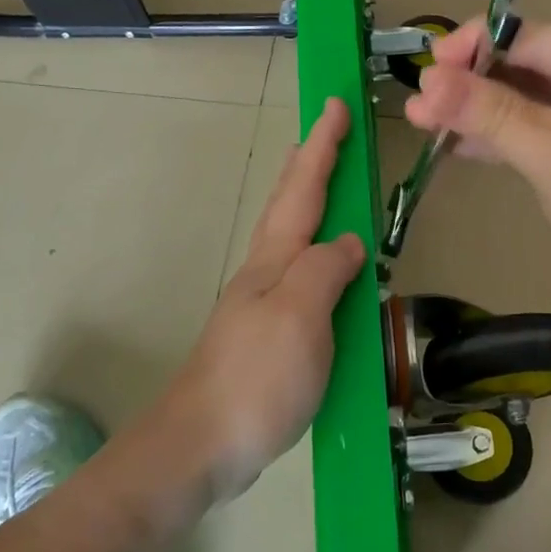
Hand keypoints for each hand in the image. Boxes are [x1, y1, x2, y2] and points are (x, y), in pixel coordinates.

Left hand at [157, 99, 366, 501]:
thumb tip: (349, 243)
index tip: (336, 105)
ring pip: (291, 238)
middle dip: (309, 164)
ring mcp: (263, 305)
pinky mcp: (268, 338)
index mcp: (275, 260)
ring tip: (326, 186)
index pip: (304, 189)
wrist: (201, 446)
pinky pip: (300, 277)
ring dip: (308, 202)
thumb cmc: (254, 378)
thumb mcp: (299, 316)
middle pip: (289, 205)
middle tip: (324, 133)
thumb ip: (326, 270)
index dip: (322, 146)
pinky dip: (315, 254)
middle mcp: (266, 273)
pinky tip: (323, 269)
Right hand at [404, 21, 550, 313]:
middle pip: (539, 67)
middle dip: (478, 87)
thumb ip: (490, 113)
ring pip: (544, 100)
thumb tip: (426, 83)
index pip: (540, 39)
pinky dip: (518, 136)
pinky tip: (467, 144)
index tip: (425, 67)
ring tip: (429, 124)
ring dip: (490, 114)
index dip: (477, 49)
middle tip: (420, 104)